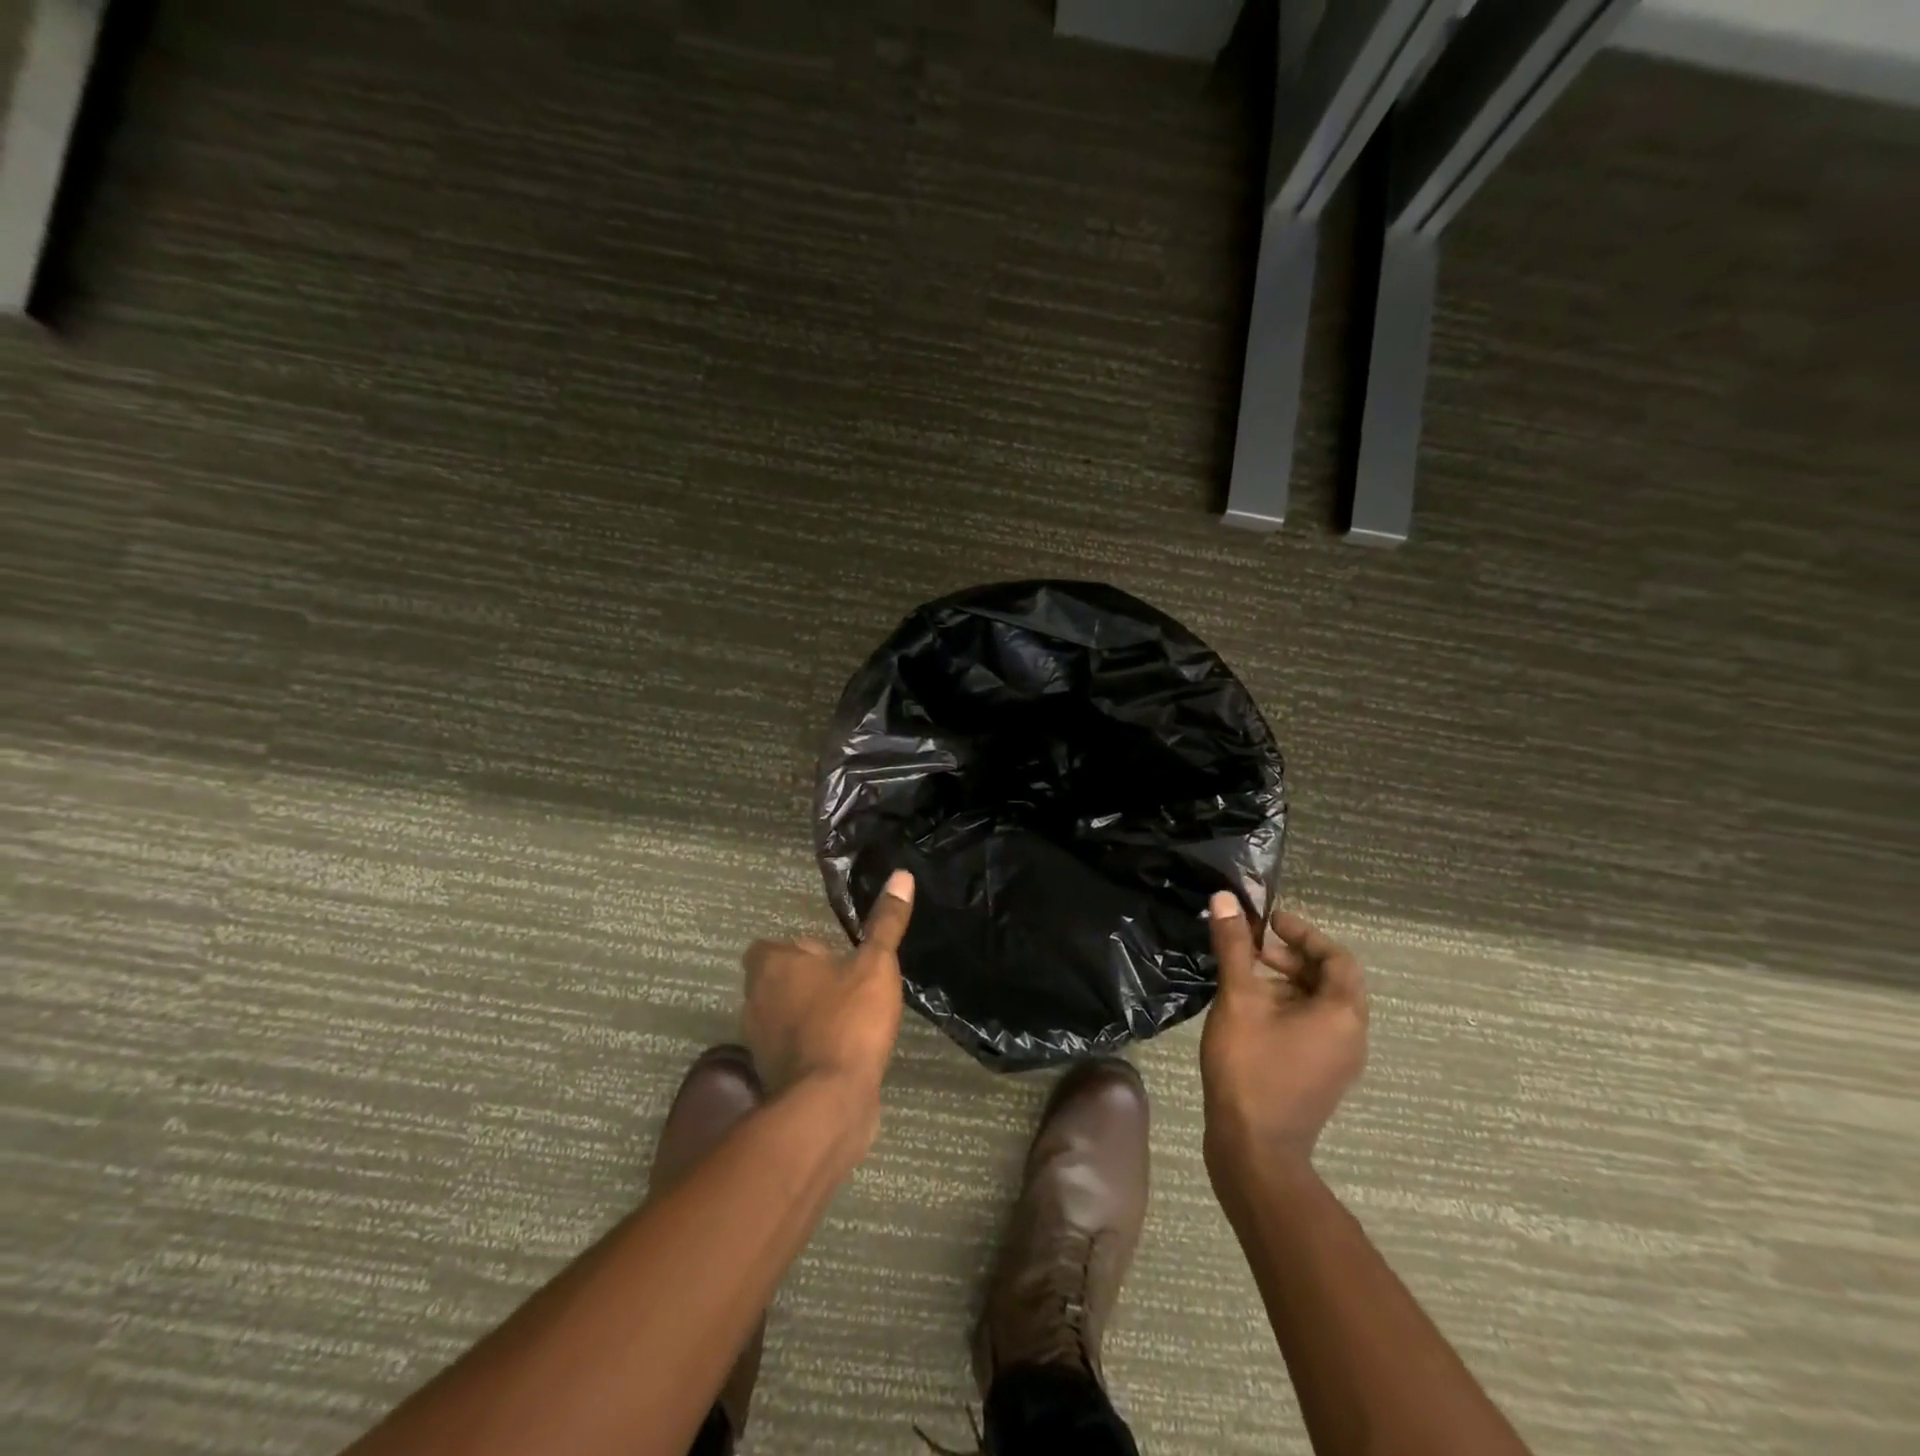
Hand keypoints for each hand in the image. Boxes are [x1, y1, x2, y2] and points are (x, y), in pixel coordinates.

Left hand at [741, 870, 913, 1134]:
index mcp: (772, 966)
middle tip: (848, 985)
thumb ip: (886, 923)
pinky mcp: (772, 1076)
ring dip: (808, 1014)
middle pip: (777, 981)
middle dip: (807, 982)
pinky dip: (810, 1047)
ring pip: (783, 1016)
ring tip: (849, 1017)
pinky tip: (844, 1051)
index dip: (801, 950)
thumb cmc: (849, 1020)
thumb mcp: (876, 964)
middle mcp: (755, 1000)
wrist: (829, 1103)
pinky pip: (791, 1049)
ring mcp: (759, 1042)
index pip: (771, 946)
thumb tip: (901, 875)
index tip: (834, 958)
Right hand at [1200, 892, 1367, 1178]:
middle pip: (1329, 980)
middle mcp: (1351, 1035)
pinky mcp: (1320, 1076)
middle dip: (1290, 957)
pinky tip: (1248, 1010)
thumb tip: (1225, 899)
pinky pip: (1311, 1027)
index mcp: (1342, 1014)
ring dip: (1285, 982)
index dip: (1304, 934)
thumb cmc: (1250, 1067)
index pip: (1337, 957)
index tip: (1268, 923)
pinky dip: (1286, 1007)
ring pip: (1318, 1005)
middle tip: (1250, 947)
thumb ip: (1234, 947)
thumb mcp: (1238, 999)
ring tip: (1243, 975)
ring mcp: (1338, 1060)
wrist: (1254, 1149)